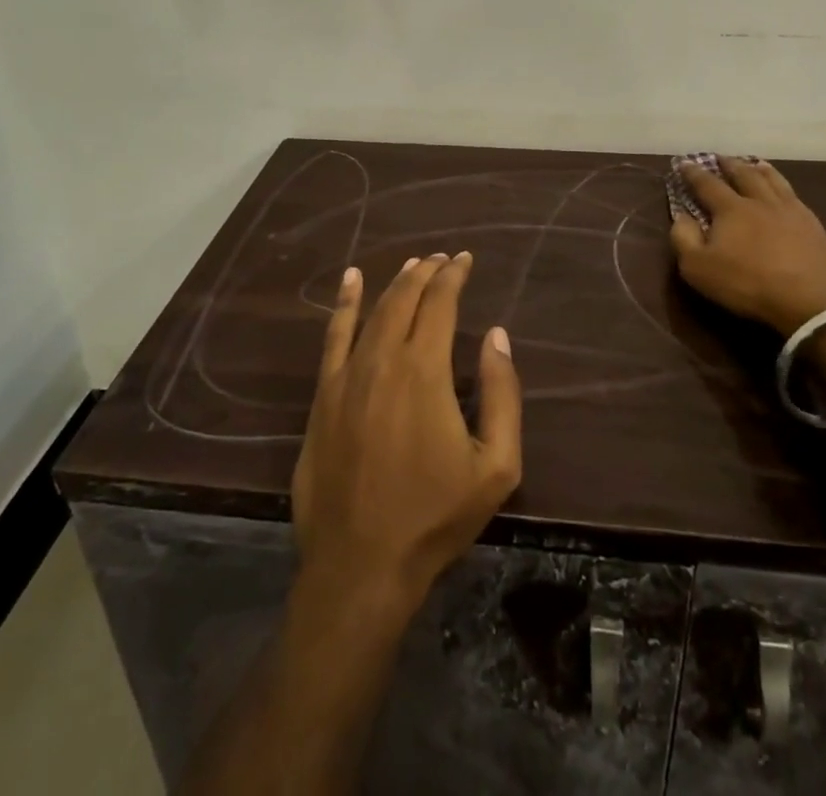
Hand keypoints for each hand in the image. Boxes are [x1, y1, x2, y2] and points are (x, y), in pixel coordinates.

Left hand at [292, 254, 522, 609]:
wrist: (361, 565)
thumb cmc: (435, 516)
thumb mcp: (496, 465)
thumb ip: (501, 394)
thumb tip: (496, 335)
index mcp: (424, 370)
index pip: (440, 303)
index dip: (454, 276)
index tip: (466, 260)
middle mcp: (382, 359)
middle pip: (405, 298)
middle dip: (427, 272)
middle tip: (444, 259)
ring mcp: (347, 375)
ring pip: (373, 311)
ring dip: (395, 283)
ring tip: (413, 265)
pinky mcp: (323, 395)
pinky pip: (333, 336)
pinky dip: (344, 303)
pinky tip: (351, 281)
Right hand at [667, 156, 825, 336]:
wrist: (811, 300)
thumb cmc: (748, 284)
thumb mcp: (699, 268)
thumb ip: (684, 239)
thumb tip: (681, 216)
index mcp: (731, 209)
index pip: (708, 184)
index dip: (694, 173)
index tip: (684, 163)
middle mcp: (760, 201)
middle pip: (743, 174)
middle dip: (728, 164)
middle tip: (720, 157)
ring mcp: (790, 210)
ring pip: (772, 180)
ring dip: (759, 169)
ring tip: (754, 163)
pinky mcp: (812, 224)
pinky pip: (794, 194)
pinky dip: (783, 184)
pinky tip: (785, 190)